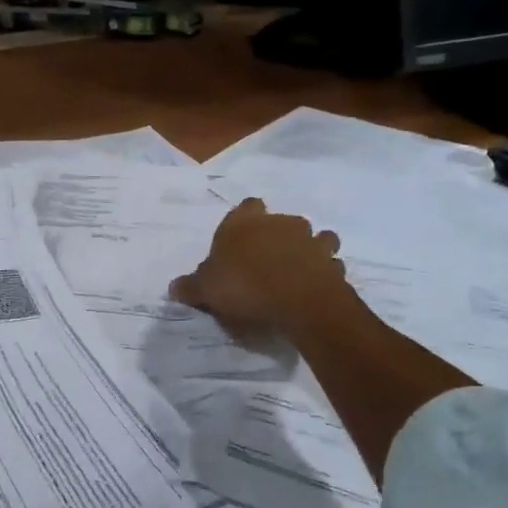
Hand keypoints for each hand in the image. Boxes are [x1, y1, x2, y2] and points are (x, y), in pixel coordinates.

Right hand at [169, 198, 345, 341]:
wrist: (299, 302)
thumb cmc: (245, 286)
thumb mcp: (206, 290)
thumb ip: (191, 286)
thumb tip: (174, 287)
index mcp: (246, 223)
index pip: (248, 206)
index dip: (246, 218)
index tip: (241, 237)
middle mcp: (281, 224)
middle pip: (283, 221)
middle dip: (279, 236)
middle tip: (266, 261)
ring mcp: (312, 241)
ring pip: (315, 238)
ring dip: (308, 250)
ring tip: (297, 272)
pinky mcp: (334, 263)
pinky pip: (329, 265)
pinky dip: (324, 273)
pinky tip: (314, 288)